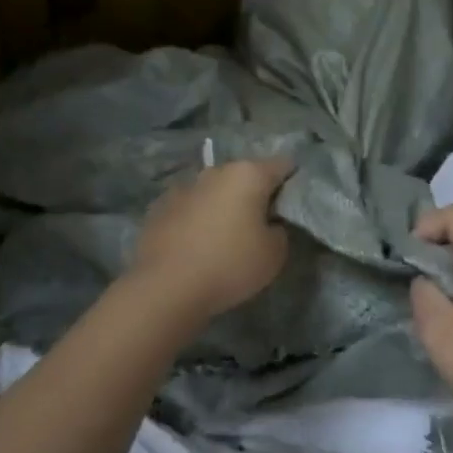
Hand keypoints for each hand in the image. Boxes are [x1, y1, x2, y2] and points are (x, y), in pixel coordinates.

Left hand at [128, 156, 294, 319]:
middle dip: (255, 194)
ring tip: (224, 236)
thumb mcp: (275, 254)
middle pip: (245, 176)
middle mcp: (215, 172)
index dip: (292, 182)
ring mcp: (183, 187)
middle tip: (261, 224)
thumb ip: (279, 230)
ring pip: (214, 190)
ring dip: (223, 205)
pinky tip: (195, 245)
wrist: (165, 287)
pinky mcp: (159, 207)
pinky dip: (196, 218)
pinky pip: (189, 207)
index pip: (283, 165)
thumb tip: (268, 223)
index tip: (293, 205)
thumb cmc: (229, 265)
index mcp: (248, 175)